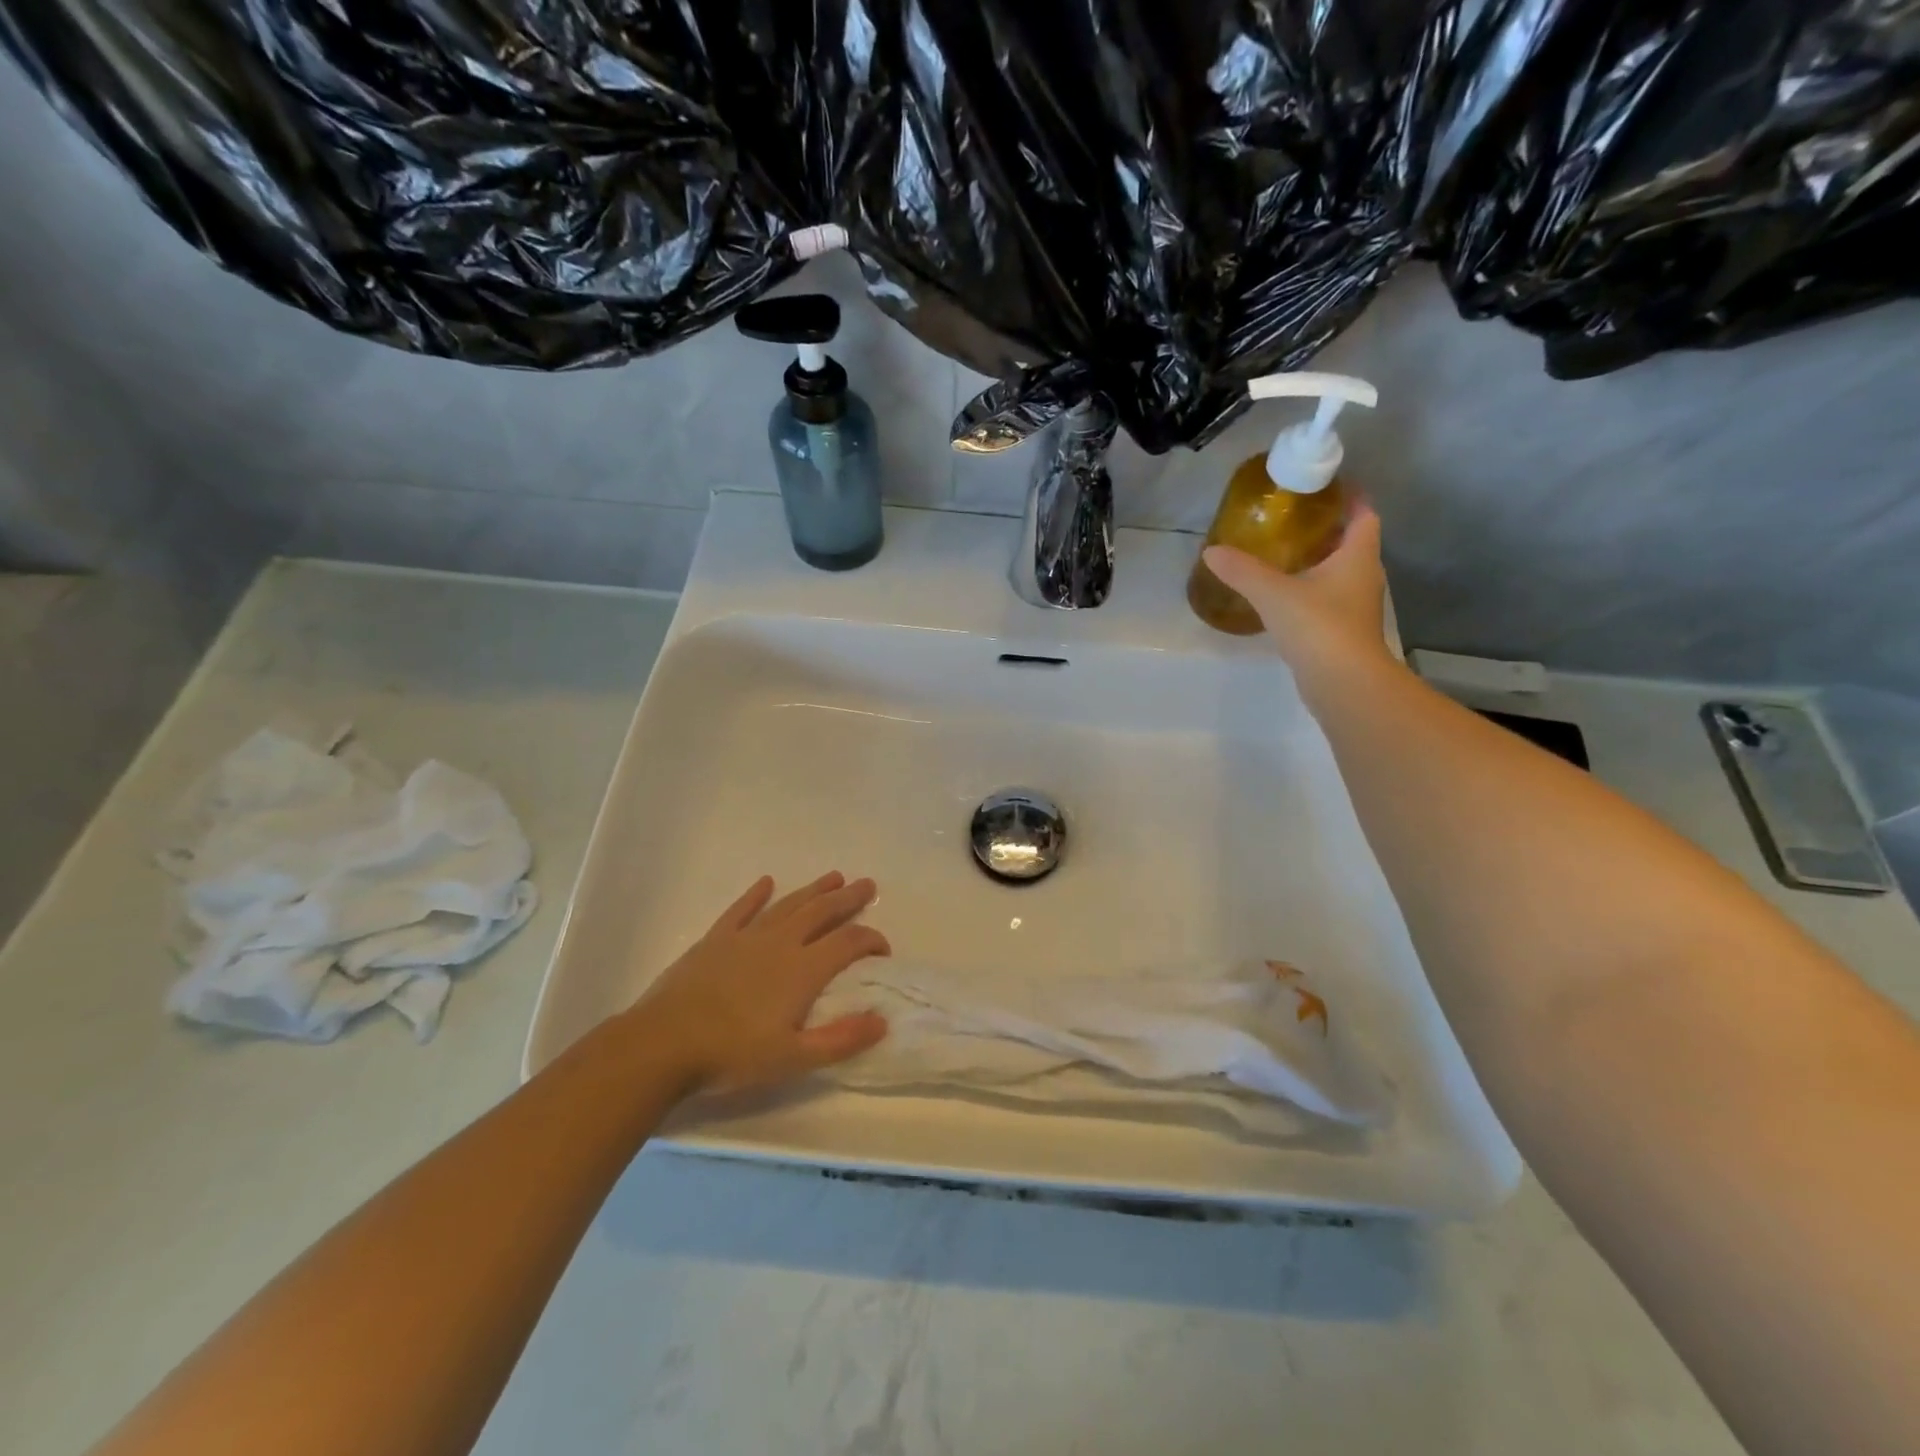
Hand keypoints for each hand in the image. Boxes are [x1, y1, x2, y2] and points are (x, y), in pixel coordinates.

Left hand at [628, 873, 889, 1094]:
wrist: (664, 1043)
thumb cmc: (732, 1054)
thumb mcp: (794, 1058)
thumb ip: (841, 1040)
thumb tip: (882, 1020)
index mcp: (803, 970)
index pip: (848, 942)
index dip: (870, 940)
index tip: (882, 949)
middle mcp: (780, 943)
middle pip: (821, 912)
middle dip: (848, 899)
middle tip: (867, 885)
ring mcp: (746, 937)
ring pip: (788, 905)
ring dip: (813, 890)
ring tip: (834, 877)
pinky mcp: (716, 939)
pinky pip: (741, 909)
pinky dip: (756, 894)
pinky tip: (767, 882)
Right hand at [1203, 505, 1390, 670]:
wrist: (1343, 683)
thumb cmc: (1318, 626)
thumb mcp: (1273, 593)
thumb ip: (1242, 571)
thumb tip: (1211, 551)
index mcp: (1358, 556)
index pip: (1364, 515)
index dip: (1350, 498)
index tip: (1325, 488)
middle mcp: (1364, 577)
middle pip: (1351, 543)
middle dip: (1327, 530)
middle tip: (1292, 520)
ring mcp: (1356, 607)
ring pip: (1340, 573)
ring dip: (1318, 561)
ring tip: (1282, 553)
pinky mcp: (1344, 632)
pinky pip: (1328, 599)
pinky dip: (1310, 590)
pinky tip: (1283, 595)